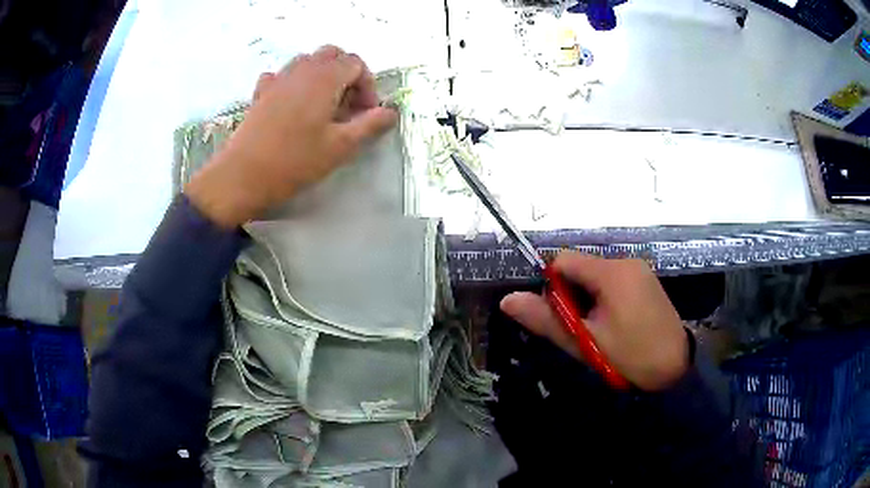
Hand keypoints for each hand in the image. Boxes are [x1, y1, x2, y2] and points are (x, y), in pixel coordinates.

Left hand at [185, 45, 397, 227]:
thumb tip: (391, 112)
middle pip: (332, 54)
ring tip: (322, 105)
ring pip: (307, 61)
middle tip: (347, 105)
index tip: (366, 113)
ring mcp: (278, 79)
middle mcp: (302, 70)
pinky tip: (292, 104)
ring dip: (321, 76)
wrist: (243, 176)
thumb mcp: (340, 147)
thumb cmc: (295, 161)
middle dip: (346, 74)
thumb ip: (370, 125)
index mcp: (324, 78)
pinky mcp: (261, 93)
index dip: (367, 85)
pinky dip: (294, 82)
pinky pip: (282, 75)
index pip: (356, 63)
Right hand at [500, 252, 688, 390]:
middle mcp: (626, 262)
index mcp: (612, 273)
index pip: (564, 260)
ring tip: (599, 331)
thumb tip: (507, 299)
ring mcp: (639, 270)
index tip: (562, 317)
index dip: (553, 287)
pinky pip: (613, 281)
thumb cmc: (630, 357)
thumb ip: (546, 320)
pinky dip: (603, 298)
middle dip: (572, 296)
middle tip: (582, 330)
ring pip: (596, 276)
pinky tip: (614, 324)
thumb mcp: (584, 343)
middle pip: (580, 268)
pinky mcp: (646, 280)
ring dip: (587, 300)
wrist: (676, 369)